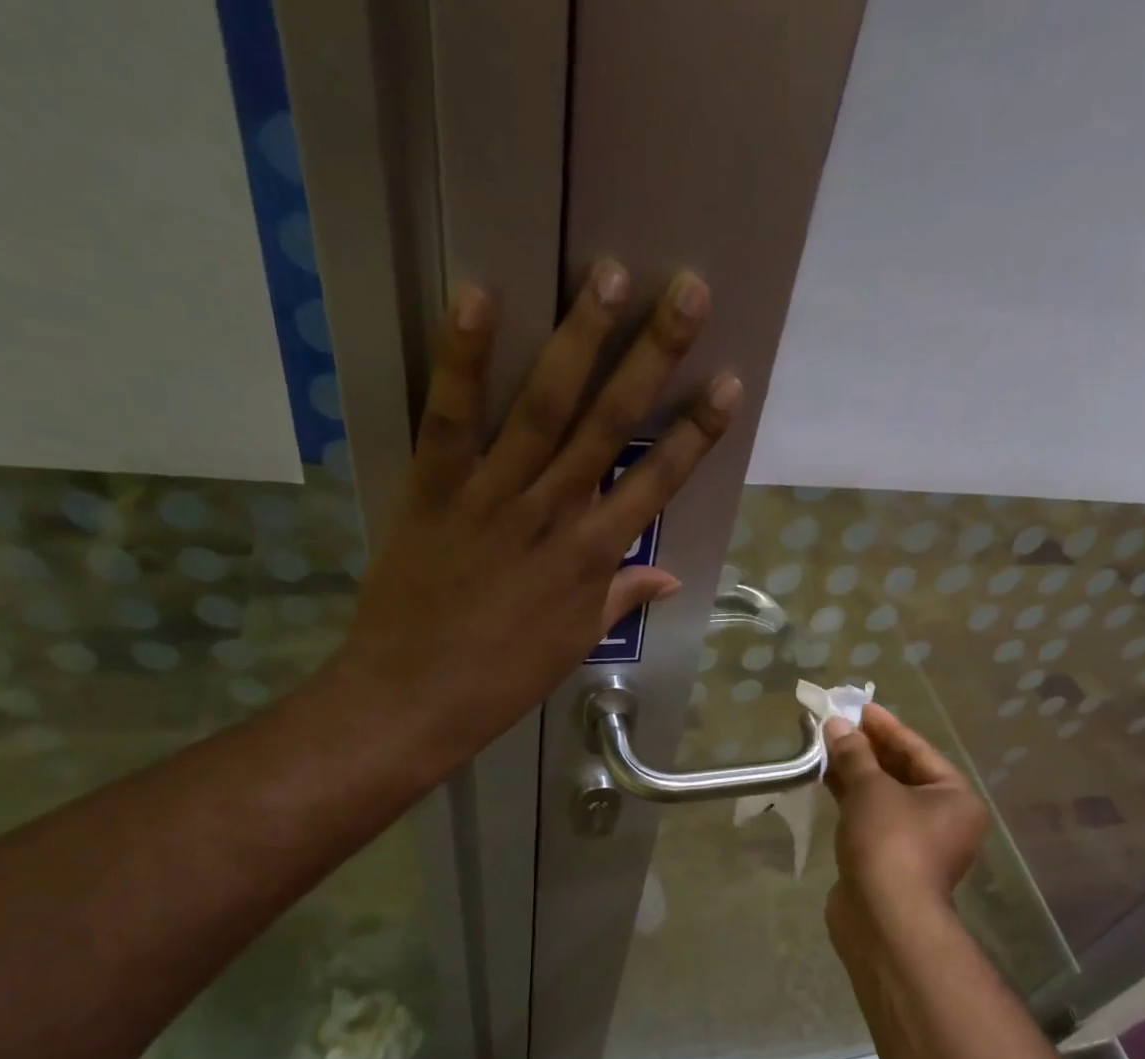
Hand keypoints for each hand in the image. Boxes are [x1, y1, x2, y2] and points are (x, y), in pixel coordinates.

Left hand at [325, 261, 739, 772]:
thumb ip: (620, 597)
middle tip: (688, 291)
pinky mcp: (434, 489)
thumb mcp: (575, 642)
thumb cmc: (504, 678)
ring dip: (579, 338)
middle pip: (611, 424)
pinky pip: (451, 417)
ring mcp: (493, 496)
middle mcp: (554, 513)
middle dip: (654, 356)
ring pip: (544, 406)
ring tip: (610, 274)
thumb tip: (669, 575)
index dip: (696, 431)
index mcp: (593, 557)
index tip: (729, 382)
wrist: (415, 698)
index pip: (657, 482)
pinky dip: (463, 358)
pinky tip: (479, 296)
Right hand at [822, 706, 989, 949]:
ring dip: (856, 774)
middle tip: (837, 725)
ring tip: (825, 747)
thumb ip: (854, 754)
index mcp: (955, 797)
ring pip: (884, 798)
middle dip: (868, 749)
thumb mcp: (871, 789)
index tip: (859, 707)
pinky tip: (826, 782)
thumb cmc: (890, 842)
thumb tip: (836, 725)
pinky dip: (851, 801)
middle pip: (902, 773)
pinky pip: (871, 819)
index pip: (918, 750)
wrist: (884, 918)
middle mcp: (943, 819)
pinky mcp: (889, 861)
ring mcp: (916, 844)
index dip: (886, 727)